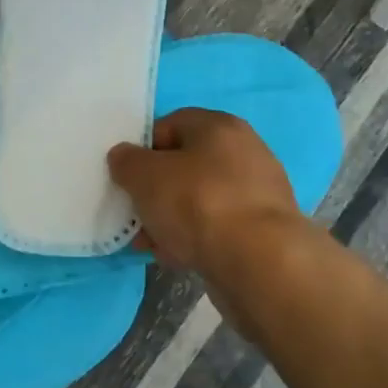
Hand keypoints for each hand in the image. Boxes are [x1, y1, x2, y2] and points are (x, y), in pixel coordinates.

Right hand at [108, 108, 305, 273]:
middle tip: (135, 214)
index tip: (126, 177)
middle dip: (155, 190)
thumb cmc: (198, 204)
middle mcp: (244, 151)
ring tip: (150, 244)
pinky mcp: (263, 230)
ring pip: (199, 199)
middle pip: (185, 165)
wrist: (259, 263)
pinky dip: (195, 238)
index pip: (170, 125)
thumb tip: (124, 157)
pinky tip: (176, 257)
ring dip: (171, 218)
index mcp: (219, 126)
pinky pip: (217, 226)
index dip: (143, 149)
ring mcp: (257, 192)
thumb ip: (127, 162)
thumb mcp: (145, 176)